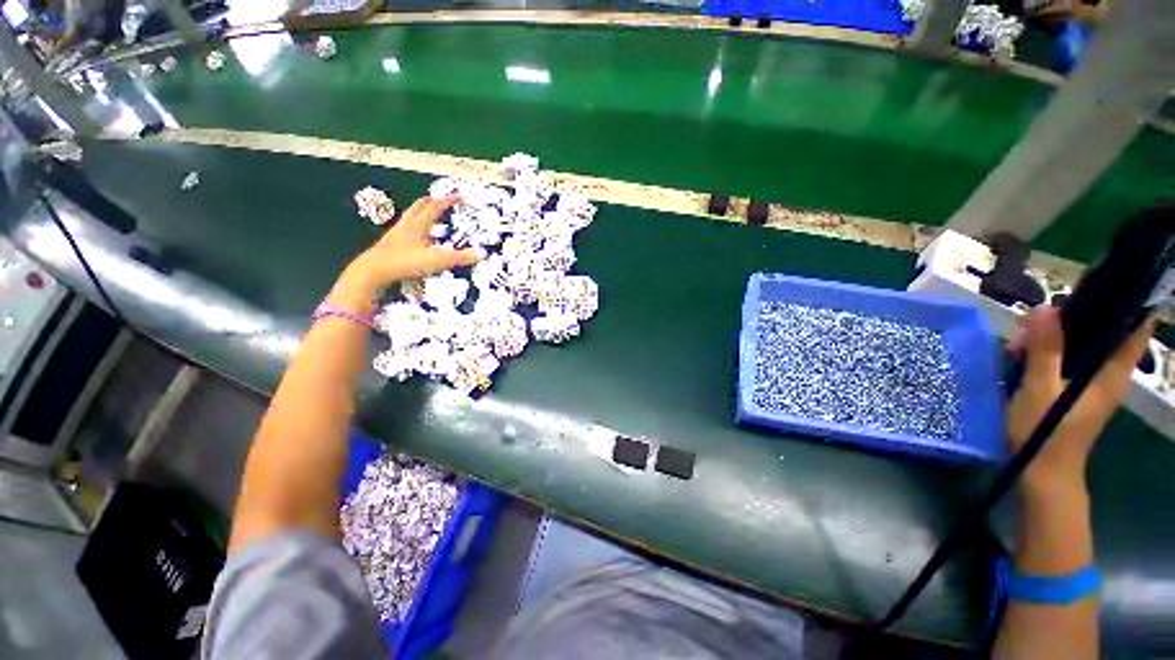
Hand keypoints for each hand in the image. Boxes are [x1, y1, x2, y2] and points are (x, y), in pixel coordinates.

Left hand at [329, 196, 482, 309]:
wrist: (372, 272)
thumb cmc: (405, 263)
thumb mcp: (436, 261)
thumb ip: (459, 258)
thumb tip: (482, 254)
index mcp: (417, 225)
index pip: (435, 207)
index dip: (448, 201)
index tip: (459, 197)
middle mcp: (406, 226)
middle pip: (418, 208)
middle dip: (430, 202)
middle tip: (440, 200)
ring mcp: (396, 235)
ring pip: (409, 218)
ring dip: (419, 214)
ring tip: (428, 216)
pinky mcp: (389, 246)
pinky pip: (404, 231)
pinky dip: (412, 229)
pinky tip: (415, 239)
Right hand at [1007, 306, 1152, 489]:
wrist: (1044, 474)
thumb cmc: (1046, 433)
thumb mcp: (1040, 389)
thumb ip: (1045, 350)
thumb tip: (1046, 308)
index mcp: (1111, 372)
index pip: (1133, 327)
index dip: (1124, 300)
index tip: (1099, 282)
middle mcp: (1110, 373)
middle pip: (1103, 330)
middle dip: (1073, 318)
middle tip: (1035, 320)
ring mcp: (1094, 383)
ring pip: (1083, 344)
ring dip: (1055, 336)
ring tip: (1020, 343)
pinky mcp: (1078, 390)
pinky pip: (1070, 358)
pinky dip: (1051, 351)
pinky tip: (1025, 356)